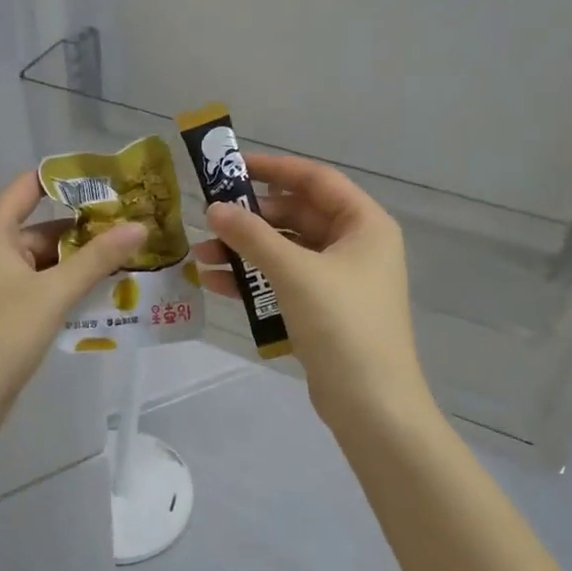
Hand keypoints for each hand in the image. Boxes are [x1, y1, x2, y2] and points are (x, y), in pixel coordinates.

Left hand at [0, 172, 147, 471]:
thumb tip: (140, 226)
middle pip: (50, 226)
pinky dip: (75, 287)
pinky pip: (49, 287)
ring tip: (137, 258)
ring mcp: (5, 282)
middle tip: (140, 226)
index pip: (33, 185)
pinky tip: (112, 293)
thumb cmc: (2, 334)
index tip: (114, 178)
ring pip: (54, 261)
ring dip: (88, 262)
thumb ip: (98, 258)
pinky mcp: (12, 310)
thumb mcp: (54, 292)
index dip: (70, 178)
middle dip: (92, 229)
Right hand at [192, 154, 428, 430]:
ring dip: (246, 252)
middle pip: (298, 217)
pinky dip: (254, 281)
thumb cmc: (341, 324)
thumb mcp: (294, 272)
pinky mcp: (324, 312)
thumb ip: (253, 236)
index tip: (231, 167)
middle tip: (208, 219)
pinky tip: (215, 284)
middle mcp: (356, 247)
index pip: (316, 180)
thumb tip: (213, 209)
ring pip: (287, 253)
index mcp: (365, 225)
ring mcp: (341, 281)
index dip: (274, 169)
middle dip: (251, 220)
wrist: (371, 403)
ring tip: (200, 256)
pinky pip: (285, 283)